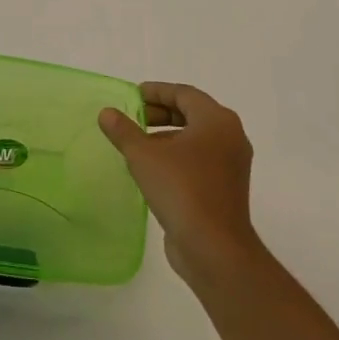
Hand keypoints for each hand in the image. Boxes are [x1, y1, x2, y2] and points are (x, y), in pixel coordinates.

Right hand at [99, 83, 261, 288]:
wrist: (214, 248)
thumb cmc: (181, 189)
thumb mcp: (143, 156)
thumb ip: (124, 130)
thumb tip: (107, 113)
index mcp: (217, 121)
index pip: (184, 93)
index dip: (156, 91)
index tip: (132, 95)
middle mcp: (230, 137)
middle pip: (192, 113)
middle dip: (161, 113)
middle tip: (133, 118)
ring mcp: (231, 164)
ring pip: (196, 138)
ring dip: (167, 136)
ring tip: (137, 144)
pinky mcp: (226, 188)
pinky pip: (199, 160)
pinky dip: (177, 156)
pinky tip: (152, 169)